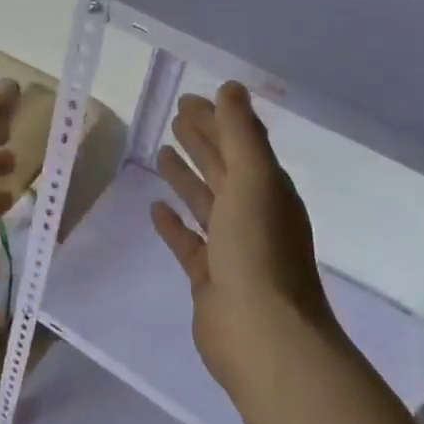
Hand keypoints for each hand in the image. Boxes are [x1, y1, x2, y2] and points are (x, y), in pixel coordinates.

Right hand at [149, 83, 339, 394]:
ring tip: (162, 152)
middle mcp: (252, 215)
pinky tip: (156, 209)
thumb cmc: (259, 252)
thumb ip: (241, 134)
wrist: (263, 335)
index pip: (239, 144)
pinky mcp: (209, 276)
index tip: (189, 99)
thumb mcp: (253, 182)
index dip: (217, 119)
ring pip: (205, 201)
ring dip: (186, 176)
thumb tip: (230, 88)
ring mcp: (231, 247)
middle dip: (202, 140)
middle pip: (223, 168)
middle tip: (175, 116)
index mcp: (267, 191)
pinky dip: (173, 224)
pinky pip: (188, 242)